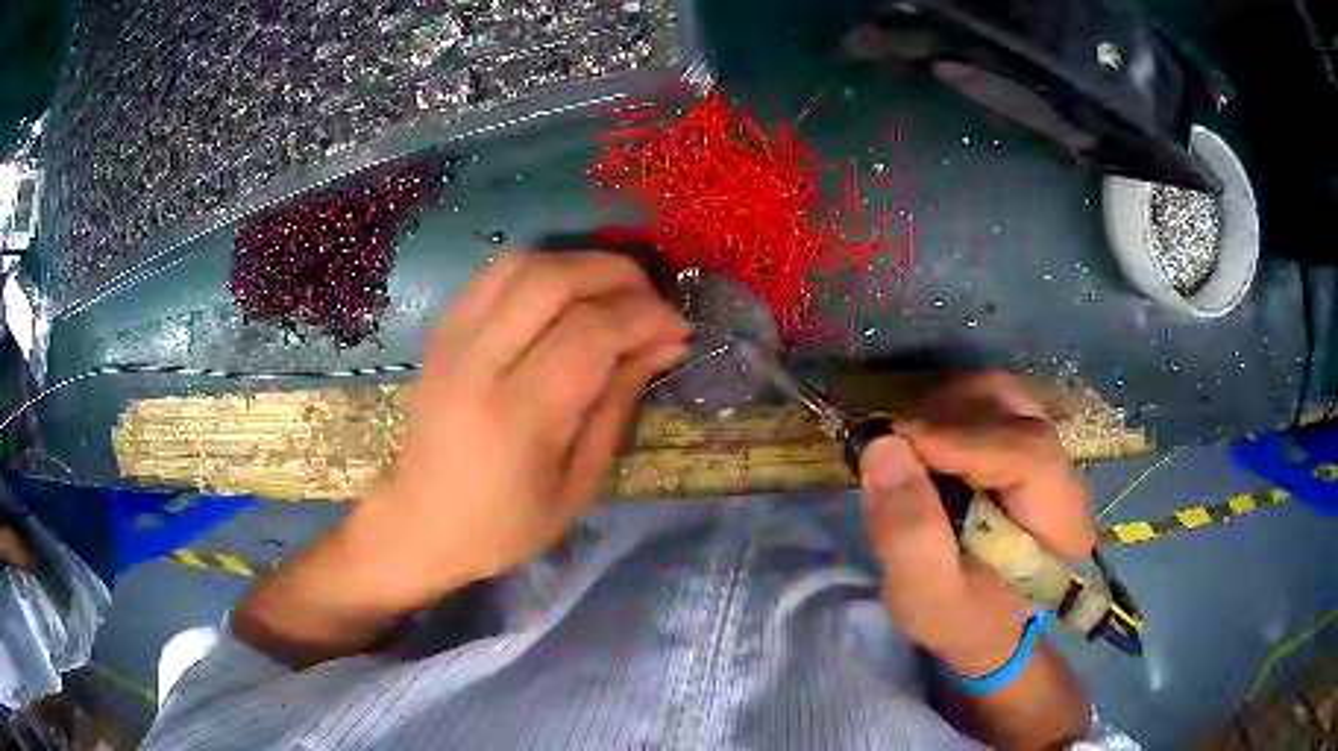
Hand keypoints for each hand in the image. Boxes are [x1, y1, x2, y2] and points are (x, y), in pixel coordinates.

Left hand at [352, 251, 689, 602]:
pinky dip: (541, 268)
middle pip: (554, 280)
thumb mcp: (579, 483)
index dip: (645, 317)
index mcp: (517, 416)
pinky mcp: (441, 331)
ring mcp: (452, 339)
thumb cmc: (505, 525)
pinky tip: (565, 293)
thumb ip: (619, 403)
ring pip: (522, 263)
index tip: (678, 328)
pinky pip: (495, 274)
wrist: (421, 523)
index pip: (590, 332)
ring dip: (579, 264)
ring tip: (614, 291)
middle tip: (652, 300)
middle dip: (618, 276)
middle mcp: (478, 363)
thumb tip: (665, 343)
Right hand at [859, 372, 1097, 674]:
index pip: (1028, 454)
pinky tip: (927, 443)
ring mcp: (1049, 453)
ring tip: (908, 445)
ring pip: (1003, 396)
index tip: (897, 441)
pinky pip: (993, 403)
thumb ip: (909, 534)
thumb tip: (883, 446)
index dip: (964, 439)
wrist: (984, 623)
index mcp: (1062, 525)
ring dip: (948, 409)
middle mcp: (1067, 476)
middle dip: (950, 416)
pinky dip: (952, 411)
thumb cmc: (960, 619)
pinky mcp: (1028, 444)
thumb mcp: (925, 597)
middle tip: (896, 444)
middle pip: (1017, 411)